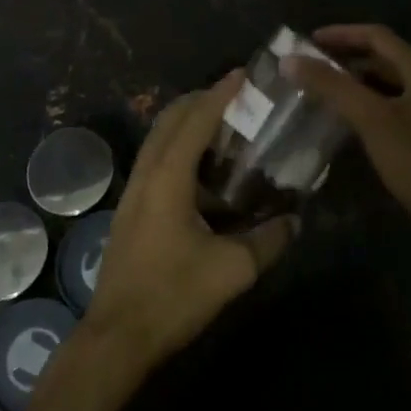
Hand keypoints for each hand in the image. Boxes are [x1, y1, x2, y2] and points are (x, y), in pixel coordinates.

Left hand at [83, 73, 295, 373]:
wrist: (117, 336)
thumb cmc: (173, 296)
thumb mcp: (231, 271)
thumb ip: (267, 241)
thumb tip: (294, 220)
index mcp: (168, 177)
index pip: (196, 119)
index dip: (221, 93)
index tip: (244, 74)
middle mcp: (147, 173)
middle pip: (170, 119)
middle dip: (201, 100)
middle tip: (237, 97)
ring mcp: (134, 190)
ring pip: (159, 138)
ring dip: (188, 122)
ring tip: (224, 127)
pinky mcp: (131, 208)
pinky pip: (156, 158)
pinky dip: (179, 146)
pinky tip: (204, 170)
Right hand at [282, 24, 410, 239]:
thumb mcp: (369, 117)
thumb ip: (330, 85)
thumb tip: (290, 60)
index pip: (377, 36)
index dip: (342, 33)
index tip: (309, 41)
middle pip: (382, 57)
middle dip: (346, 57)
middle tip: (312, 64)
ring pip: (386, 83)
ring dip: (355, 81)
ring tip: (323, 88)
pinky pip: (390, 105)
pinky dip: (366, 102)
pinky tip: (346, 118)